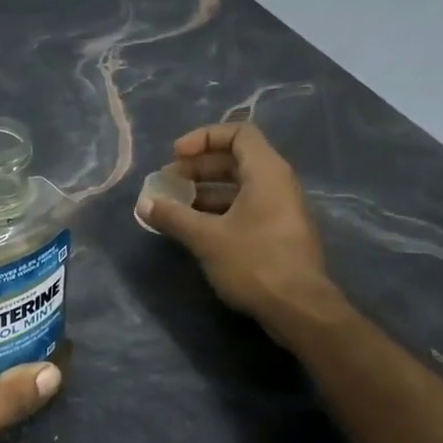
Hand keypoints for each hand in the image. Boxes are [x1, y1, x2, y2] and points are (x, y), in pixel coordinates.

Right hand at [137, 122, 340, 332]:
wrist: (298, 309)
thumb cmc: (254, 262)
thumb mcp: (206, 238)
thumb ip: (173, 216)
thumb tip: (145, 203)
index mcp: (266, 172)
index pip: (238, 133)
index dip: (204, 138)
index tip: (176, 155)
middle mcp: (277, 183)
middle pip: (235, 160)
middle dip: (197, 168)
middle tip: (167, 183)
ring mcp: (280, 209)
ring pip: (238, 187)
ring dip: (204, 192)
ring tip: (174, 208)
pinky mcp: (277, 233)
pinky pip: (244, 208)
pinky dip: (217, 211)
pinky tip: (193, 229)